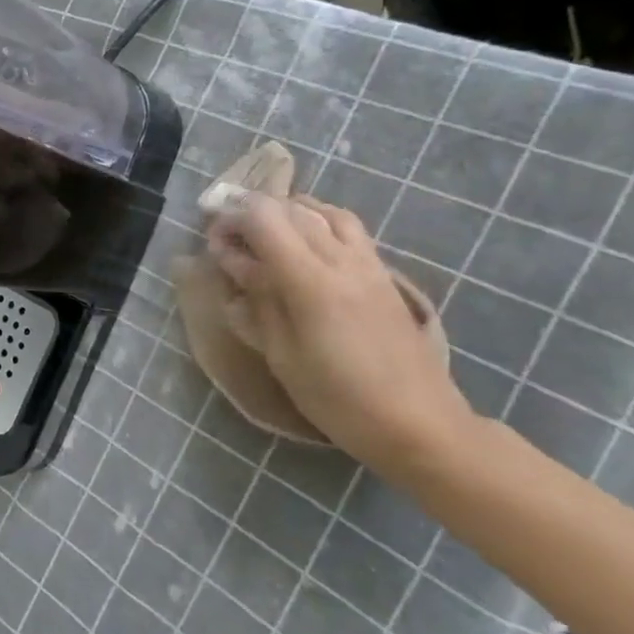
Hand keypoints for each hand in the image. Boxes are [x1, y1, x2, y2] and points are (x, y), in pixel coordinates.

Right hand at [209, 193, 474, 477]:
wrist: (420, 424)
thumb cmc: (339, 400)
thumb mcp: (283, 357)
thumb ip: (258, 303)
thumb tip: (236, 267)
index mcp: (311, 282)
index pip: (264, 219)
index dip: (232, 220)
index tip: (214, 244)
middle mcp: (341, 260)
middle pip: (289, 208)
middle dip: (251, 214)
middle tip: (231, 241)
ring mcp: (367, 263)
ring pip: (321, 210)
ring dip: (286, 213)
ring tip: (266, 235)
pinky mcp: (383, 273)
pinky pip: (346, 226)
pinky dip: (316, 220)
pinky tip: (304, 243)